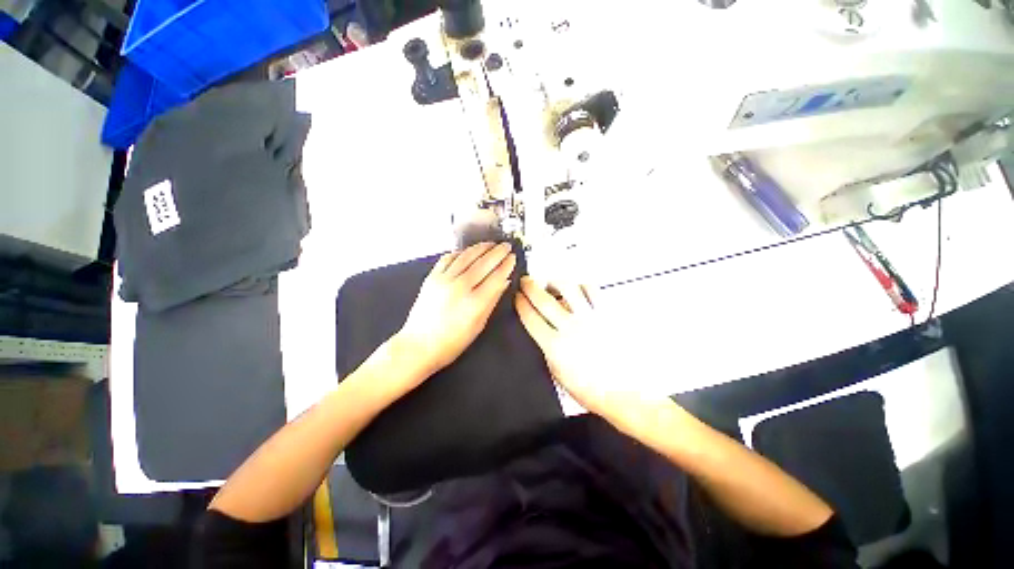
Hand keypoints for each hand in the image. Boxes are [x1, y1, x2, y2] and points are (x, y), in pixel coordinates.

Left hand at [397, 242, 516, 379]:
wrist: (419, 345)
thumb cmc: (452, 342)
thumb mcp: (478, 325)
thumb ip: (492, 301)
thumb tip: (504, 281)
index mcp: (475, 302)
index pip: (496, 276)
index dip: (506, 265)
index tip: (513, 258)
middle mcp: (460, 287)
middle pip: (484, 263)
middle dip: (498, 252)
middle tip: (506, 245)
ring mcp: (444, 280)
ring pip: (467, 257)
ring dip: (481, 248)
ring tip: (491, 244)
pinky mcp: (432, 277)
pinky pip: (448, 258)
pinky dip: (460, 252)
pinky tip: (468, 251)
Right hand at [515, 277, 639, 419]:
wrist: (624, 394)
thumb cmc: (589, 390)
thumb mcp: (557, 373)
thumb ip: (546, 349)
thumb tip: (540, 330)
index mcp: (555, 346)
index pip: (530, 317)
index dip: (520, 304)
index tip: (517, 297)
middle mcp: (571, 328)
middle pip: (544, 299)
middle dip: (530, 286)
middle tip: (525, 281)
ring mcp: (590, 318)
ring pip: (568, 288)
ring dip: (555, 282)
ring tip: (551, 283)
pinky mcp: (607, 314)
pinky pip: (592, 291)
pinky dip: (581, 286)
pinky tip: (577, 290)